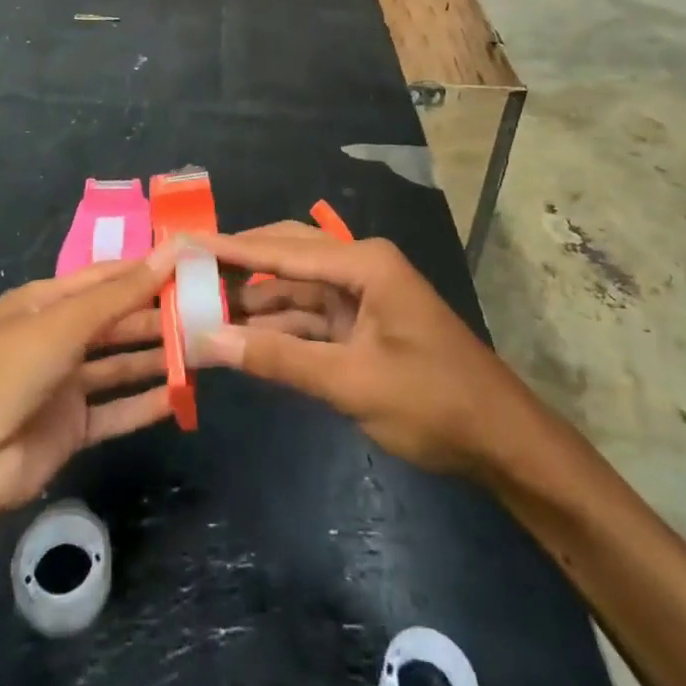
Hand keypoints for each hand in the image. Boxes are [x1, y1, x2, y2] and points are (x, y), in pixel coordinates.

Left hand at [0, 241, 182, 516]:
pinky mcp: (70, 428)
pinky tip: (180, 396)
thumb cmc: (8, 370)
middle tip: (205, 310)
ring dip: (155, 357)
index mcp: (44, 302)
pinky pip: (115, 410)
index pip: (103, 278)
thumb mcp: (65, 322)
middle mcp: (54, 338)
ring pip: (118, 364)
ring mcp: (62, 385)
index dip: (143, 270)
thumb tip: (171, 249)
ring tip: (202, 348)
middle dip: (155, 315)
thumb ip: (122, 293)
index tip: (188, 264)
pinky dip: (144, 404)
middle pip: (114, 321)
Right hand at [197, 225, 532, 477]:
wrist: (502, 442)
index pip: (282, 249)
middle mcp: (359, 266)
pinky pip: (308, 315)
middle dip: (237, 266)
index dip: (229, 248)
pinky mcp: (360, 324)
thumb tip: (208, 340)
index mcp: (363, 262)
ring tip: (198, 303)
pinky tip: (238, 333)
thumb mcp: (351, 383)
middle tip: (184, 271)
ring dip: (252, 300)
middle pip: (285, 255)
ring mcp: (360, 295)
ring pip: (293, 288)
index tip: (183, 243)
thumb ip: (278, 358)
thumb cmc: (433, 403)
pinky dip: (276, 326)